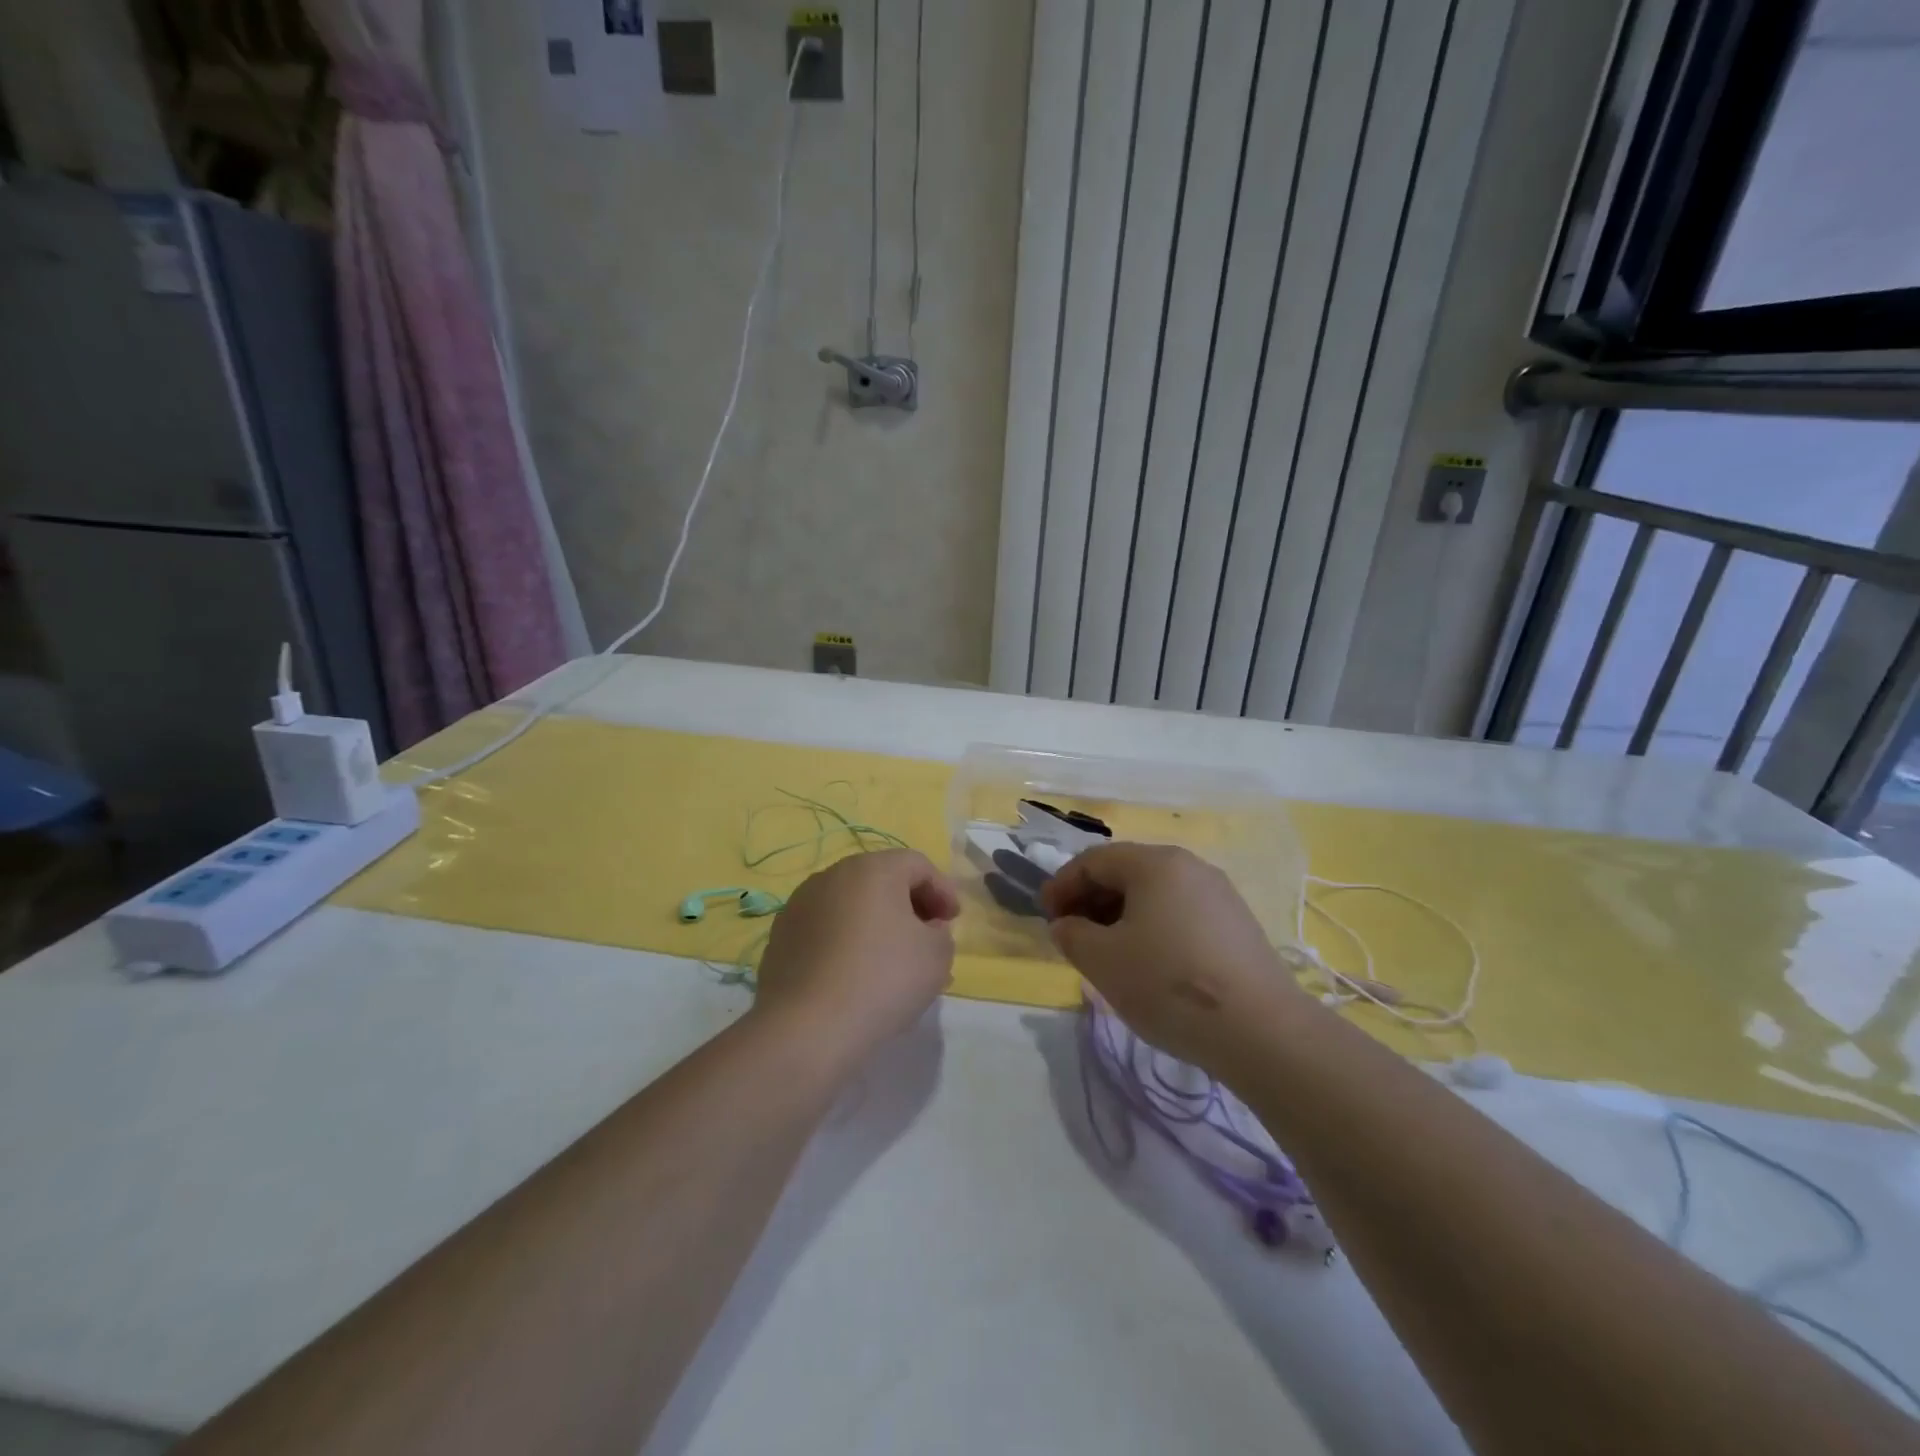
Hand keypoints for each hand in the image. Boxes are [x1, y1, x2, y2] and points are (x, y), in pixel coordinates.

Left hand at [754, 849, 958, 1064]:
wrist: (807, 1027)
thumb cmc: (883, 979)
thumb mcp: (937, 956)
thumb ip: (940, 933)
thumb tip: (925, 928)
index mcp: (873, 869)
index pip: (917, 865)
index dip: (942, 890)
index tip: (952, 922)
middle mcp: (833, 875)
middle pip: (881, 880)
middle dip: (908, 906)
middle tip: (926, 938)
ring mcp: (800, 905)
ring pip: (850, 905)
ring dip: (875, 924)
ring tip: (890, 962)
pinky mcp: (780, 936)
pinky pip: (825, 929)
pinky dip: (845, 942)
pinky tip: (854, 975)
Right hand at [1040, 843, 1312, 1073]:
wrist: (1261, 1030)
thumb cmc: (1168, 983)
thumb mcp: (1103, 960)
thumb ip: (1072, 935)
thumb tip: (1066, 925)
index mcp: (1155, 863)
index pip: (1094, 861)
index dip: (1062, 885)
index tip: (1046, 918)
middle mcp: (1189, 866)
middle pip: (1126, 872)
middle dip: (1091, 900)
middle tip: (1072, 935)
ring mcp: (1218, 894)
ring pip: (1154, 894)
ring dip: (1120, 915)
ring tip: (1106, 952)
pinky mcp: (1237, 924)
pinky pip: (1180, 913)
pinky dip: (1151, 927)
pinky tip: (1148, 963)